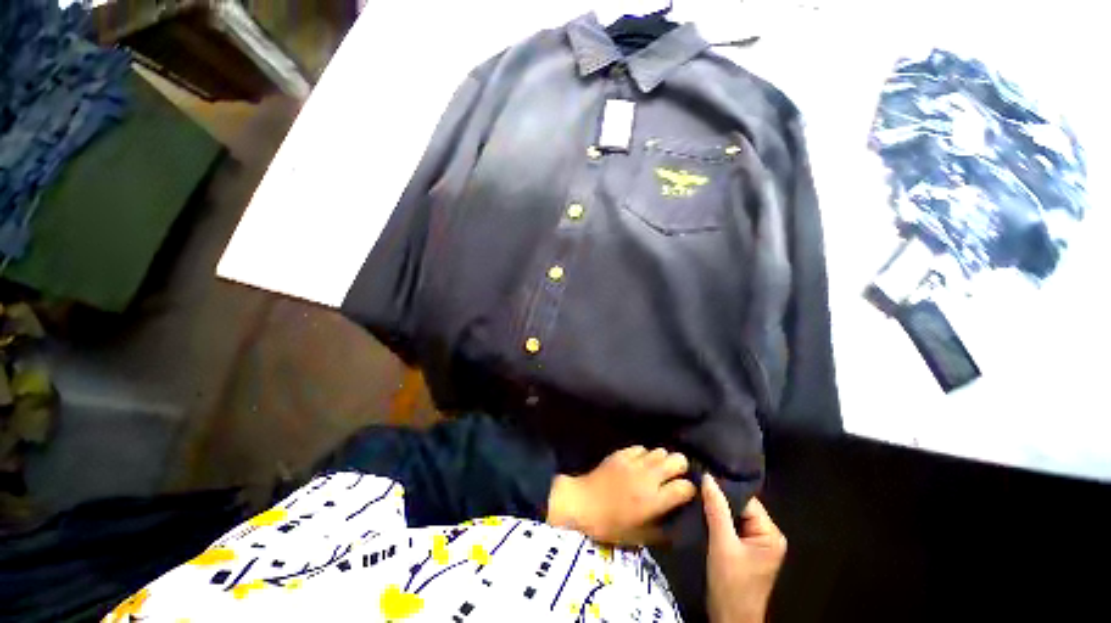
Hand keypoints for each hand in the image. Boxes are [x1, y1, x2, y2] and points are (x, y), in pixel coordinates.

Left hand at [547, 446, 695, 544]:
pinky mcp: (622, 453)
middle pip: (678, 460)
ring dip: (662, 460)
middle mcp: (648, 477)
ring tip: (657, 469)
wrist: (582, 503)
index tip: (684, 494)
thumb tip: (677, 526)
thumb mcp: (639, 537)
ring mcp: (634, 462)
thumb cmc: (610, 525)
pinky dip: (644, 455)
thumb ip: (662, 532)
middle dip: (680, 468)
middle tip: (674, 477)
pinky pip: (641, 448)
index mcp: (654, 501)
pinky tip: (639, 463)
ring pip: (660, 450)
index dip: (689, 490)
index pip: (685, 487)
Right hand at [703, 475, 785, 622]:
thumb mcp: (722, 544)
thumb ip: (716, 510)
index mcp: (771, 533)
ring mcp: (755, 543)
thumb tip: (708, 477)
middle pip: (740, 506)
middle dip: (718, 497)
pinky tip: (700, 510)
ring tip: (695, 492)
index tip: (702, 475)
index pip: (746, 500)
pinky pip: (729, 525)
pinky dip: (715, 519)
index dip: (724, 488)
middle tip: (696, 482)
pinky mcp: (743, 549)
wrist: (729, 619)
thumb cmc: (731, 584)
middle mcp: (767, 535)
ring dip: (715, 508)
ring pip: (733, 515)